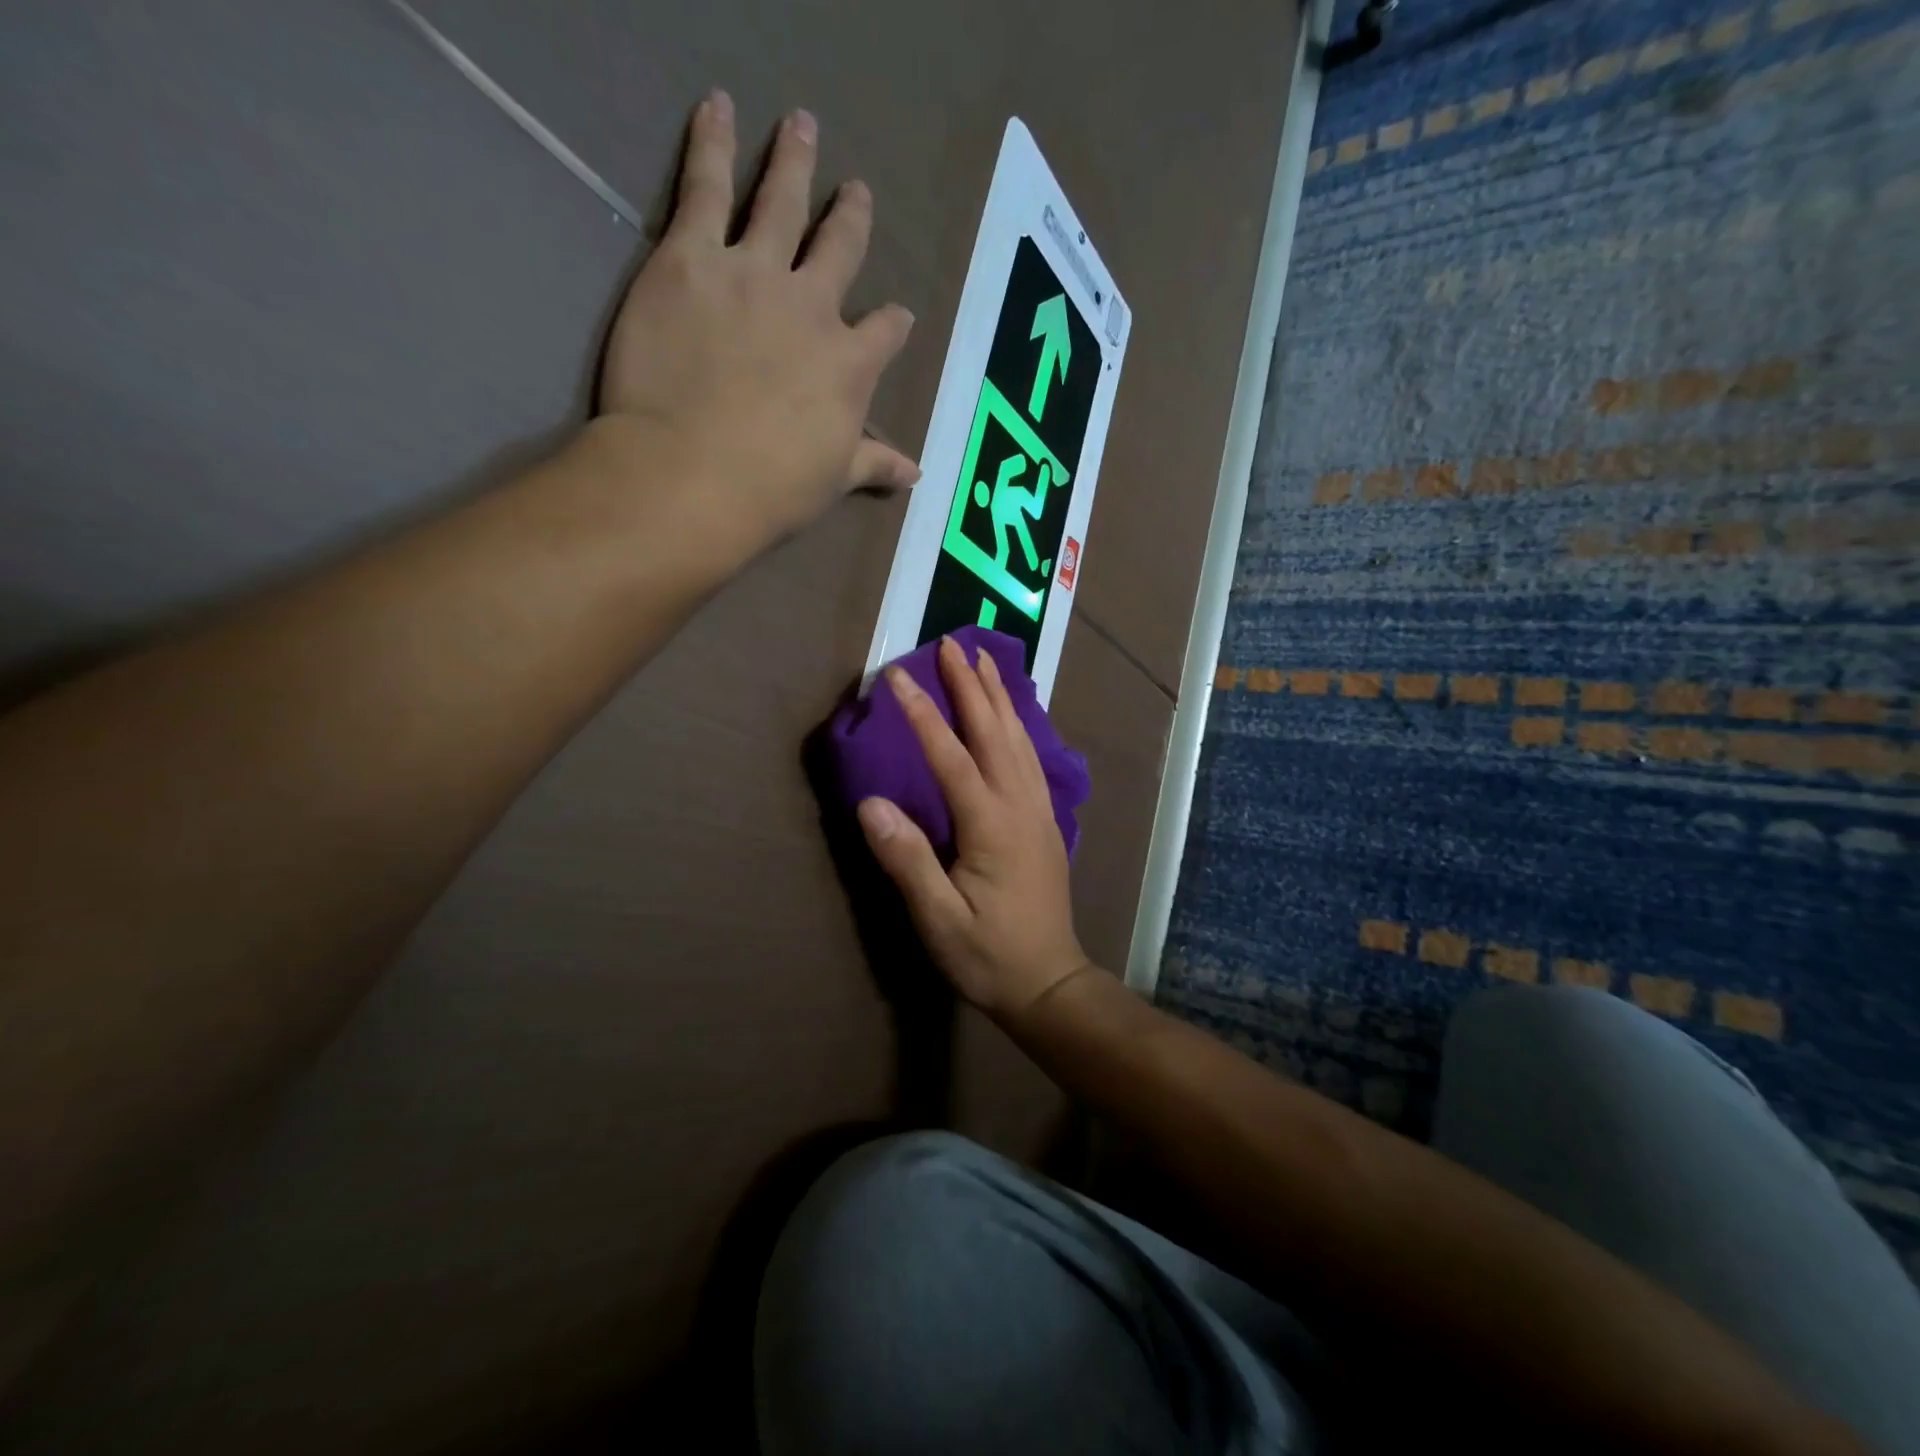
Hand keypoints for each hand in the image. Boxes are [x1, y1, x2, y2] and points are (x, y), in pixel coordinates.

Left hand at [598, 91, 919, 554]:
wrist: (693, 473)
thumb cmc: (771, 489)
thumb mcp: (833, 480)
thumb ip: (874, 464)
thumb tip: (917, 474)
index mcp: (850, 366)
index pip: (884, 332)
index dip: (892, 323)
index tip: (897, 316)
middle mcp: (813, 307)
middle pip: (840, 250)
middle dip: (851, 219)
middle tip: (857, 191)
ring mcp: (754, 275)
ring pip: (782, 203)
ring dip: (795, 163)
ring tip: (802, 126)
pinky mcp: (691, 257)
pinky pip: (707, 186)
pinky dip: (713, 143)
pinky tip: (718, 109)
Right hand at [857, 637, 1090, 1021]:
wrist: (1049, 983)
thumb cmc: (988, 956)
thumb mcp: (939, 919)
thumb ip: (908, 860)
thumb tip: (871, 804)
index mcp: (991, 824)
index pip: (950, 755)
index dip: (922, 713)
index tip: (898, 675)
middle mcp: (1020, 805)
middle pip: (993, 732)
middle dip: (971, 685)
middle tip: (952, 644)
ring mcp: (1038, 811)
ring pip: (1018, 739)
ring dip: (999, 697)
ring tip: (985, 661)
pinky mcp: (1045, 822)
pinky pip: (1031, 758)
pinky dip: (1019, 726)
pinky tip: (1012, 717)